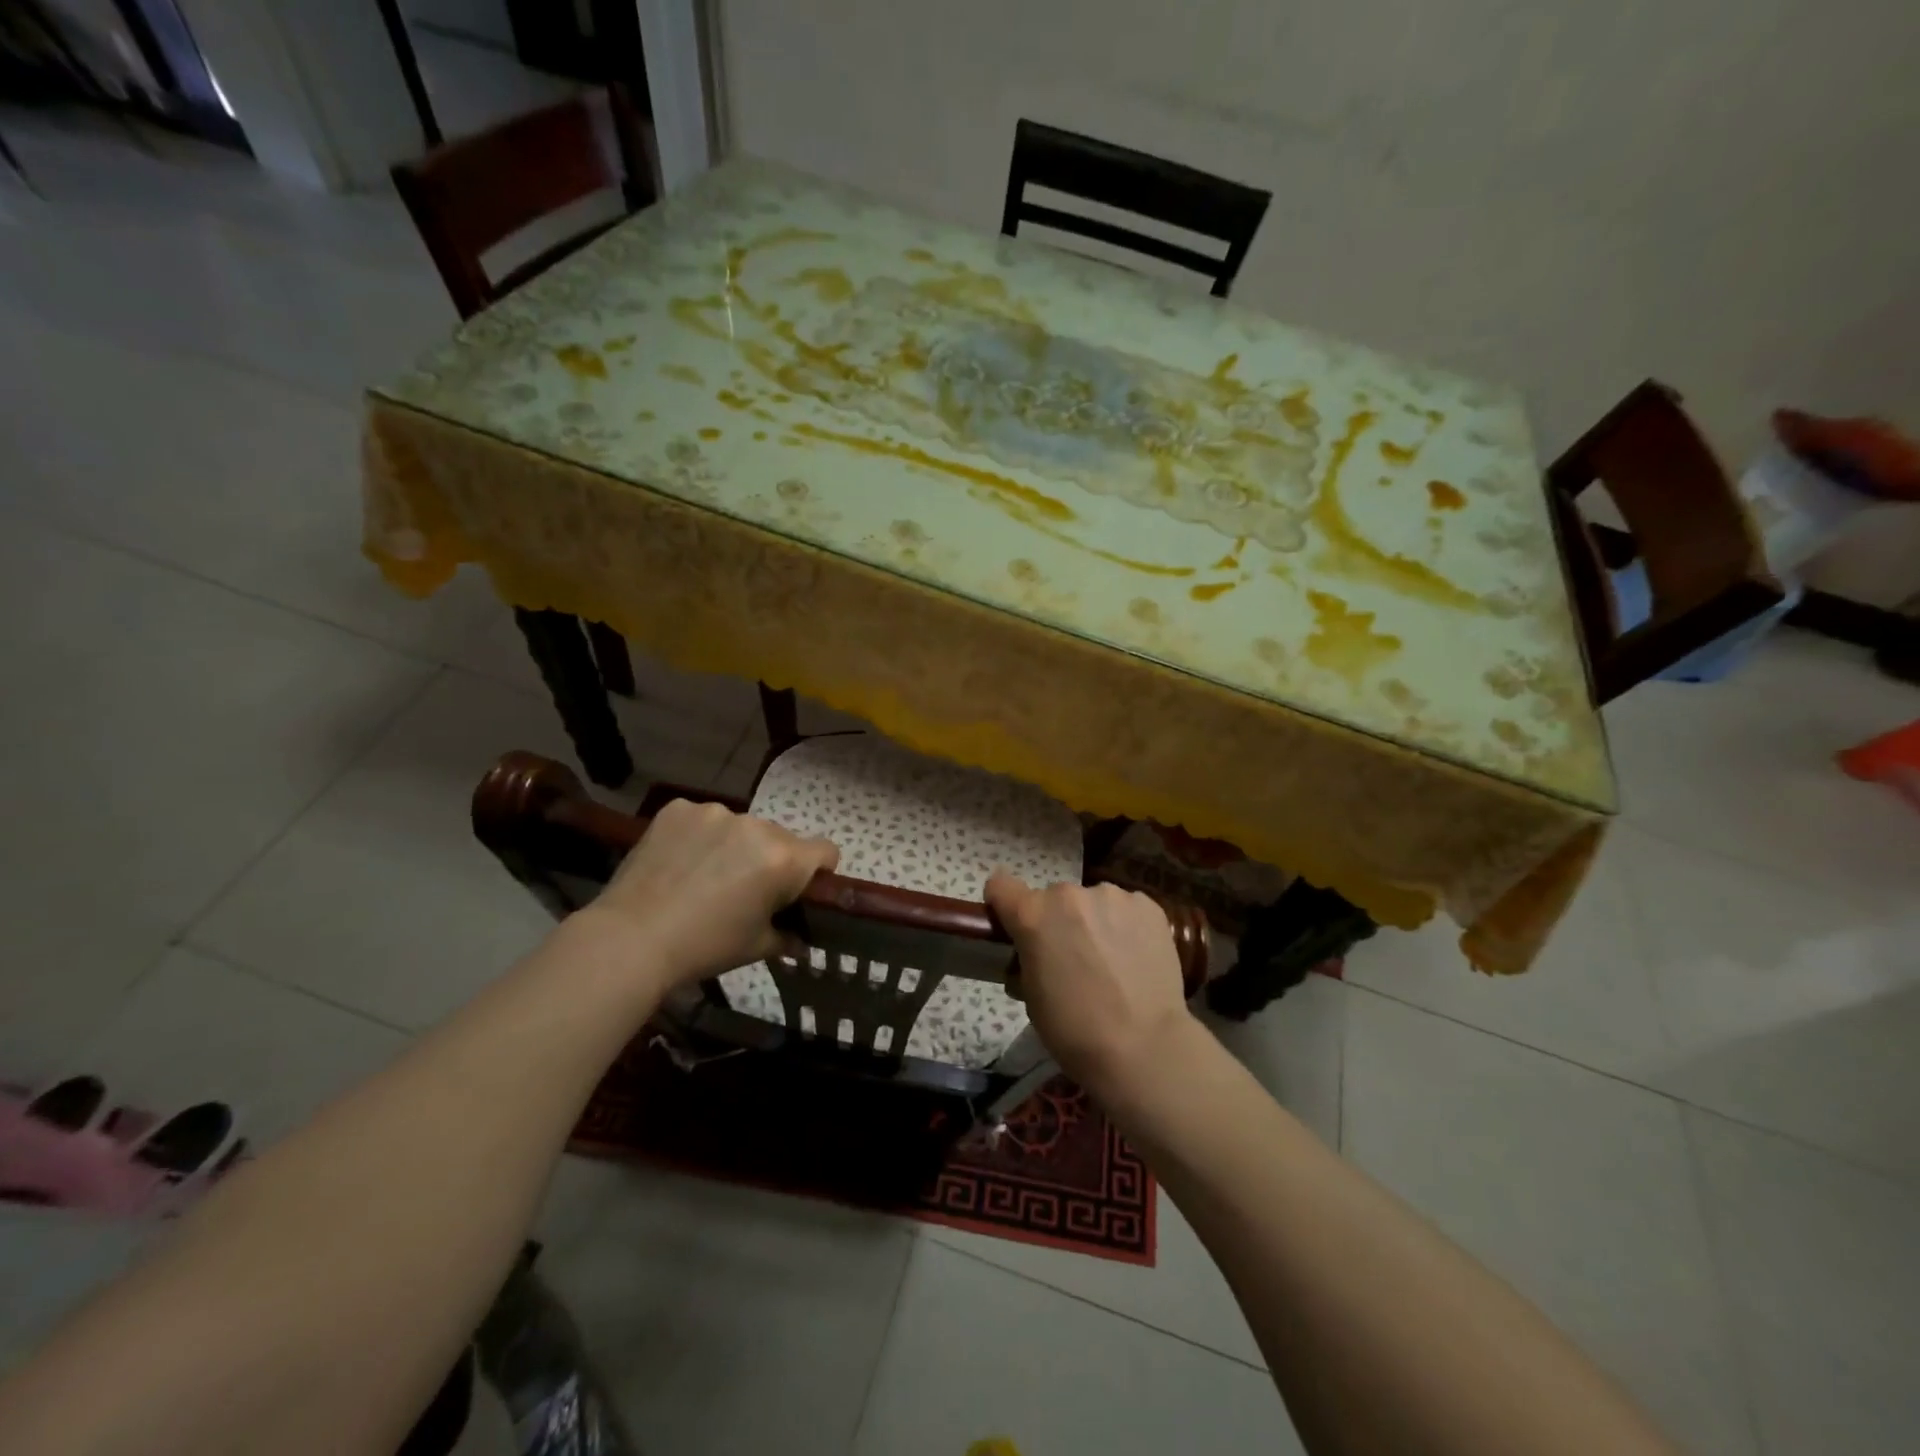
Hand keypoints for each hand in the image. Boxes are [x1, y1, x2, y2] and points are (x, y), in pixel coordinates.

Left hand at [584, 799, 838, 990]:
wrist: (630, 939)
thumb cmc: (704, 946)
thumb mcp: (756, 947)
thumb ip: (787, 936)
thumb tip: (799, 939)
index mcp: (783, 859)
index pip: (826, 851)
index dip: (819, 872)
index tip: (798, 890)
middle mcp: (756, 826)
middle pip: (780, 838)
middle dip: (770, 860)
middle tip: (743, 891)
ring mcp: (714, 812)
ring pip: (740, 828)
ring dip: (733, 846)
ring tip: (703, 877)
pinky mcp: (678, 808)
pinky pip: (702, 820)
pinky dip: (698, 837)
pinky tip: (678, 863)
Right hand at [983, 875, 1196, 1097]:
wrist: (1144, 1047)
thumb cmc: (1075, 1030)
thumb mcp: (1031, 996)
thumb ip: (1028, 958)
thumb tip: (1036, 953)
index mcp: (1033, 915)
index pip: (1000, 886)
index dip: (1004, 904)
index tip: (1013, 924)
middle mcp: (1069, 894)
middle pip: (1052, 897)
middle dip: (1057, 921)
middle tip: (1072, 957)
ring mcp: (1112, 896)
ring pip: (1092, 901)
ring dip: (1093, 921)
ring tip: (1111, 960)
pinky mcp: (1147, 905)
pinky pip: (1126, 908)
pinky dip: (1126, 926)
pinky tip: (1136, 957)